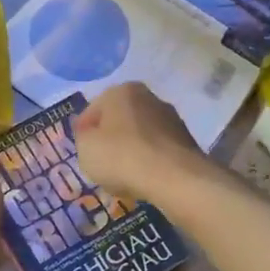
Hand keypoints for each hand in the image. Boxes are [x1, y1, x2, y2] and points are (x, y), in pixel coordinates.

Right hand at [75, 83, 205, 201]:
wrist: (174, 178)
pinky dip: (149, 161)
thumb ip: (83, 138)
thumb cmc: (122, 157)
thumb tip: (91, 135)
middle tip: (101, 164)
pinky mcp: (186, 140)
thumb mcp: (86, 148)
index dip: (83, 133)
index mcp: (121, 91)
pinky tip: (143, 178)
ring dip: (130, 151)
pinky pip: (157, 150)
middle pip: (119, 121)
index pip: (92, 110)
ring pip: (140, 136)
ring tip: (123, 176)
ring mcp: (171, 118)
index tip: (83, 152)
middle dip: (109, 140)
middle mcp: (149, 97)